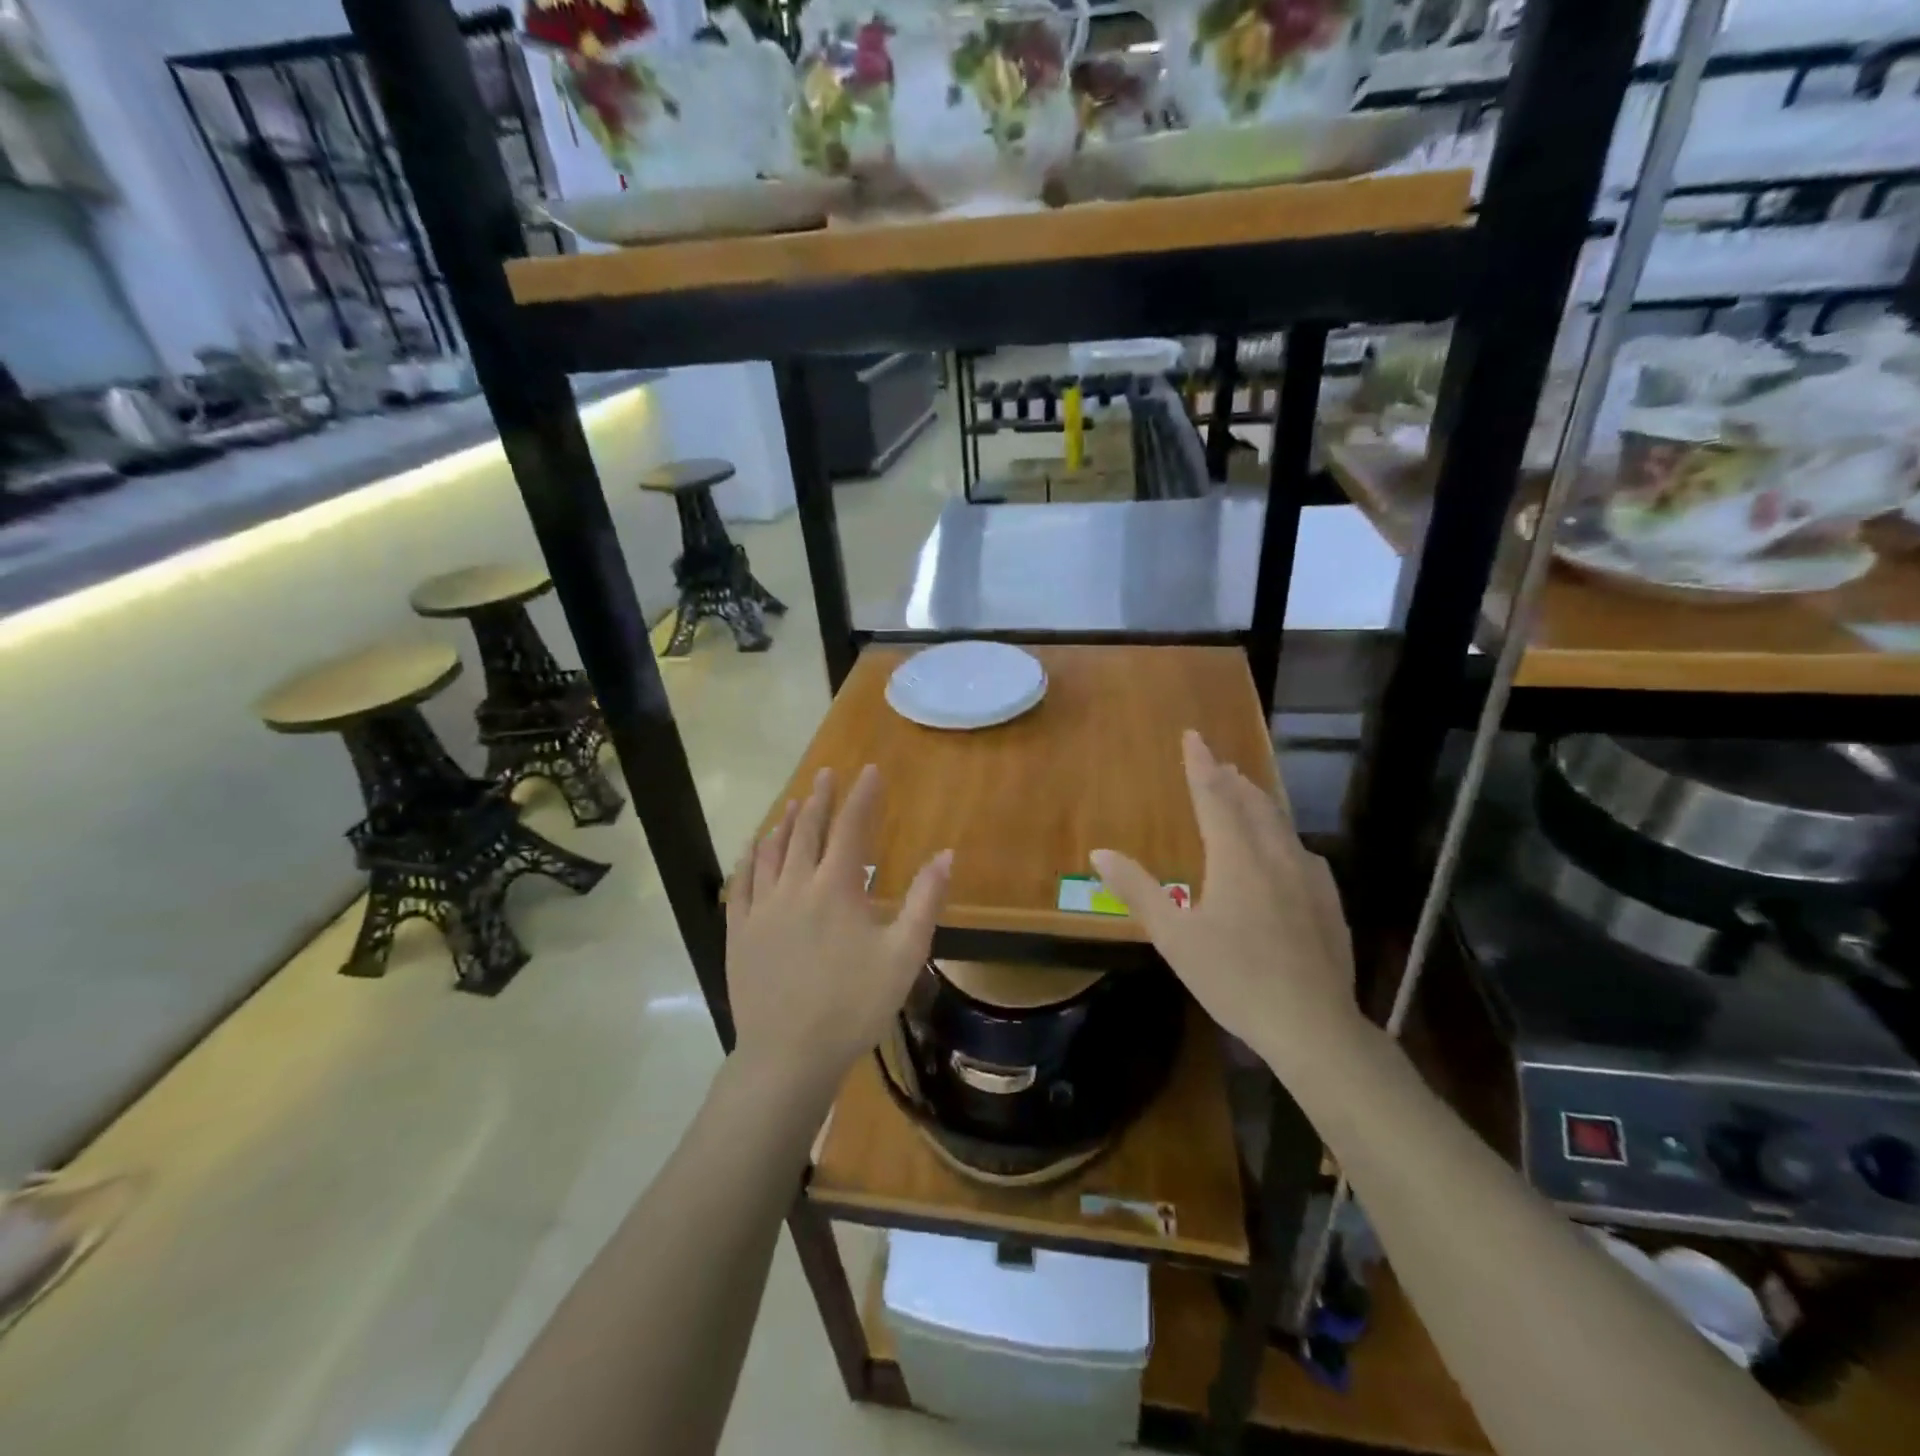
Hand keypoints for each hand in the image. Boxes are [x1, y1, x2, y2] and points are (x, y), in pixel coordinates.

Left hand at [725, 765, 951, 1094]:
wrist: (788, 1055)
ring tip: (794, 802)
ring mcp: (761, 908)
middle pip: (807, 830)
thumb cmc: (853, 1005)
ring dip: (786, 822)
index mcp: (836, 888)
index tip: (870, 770)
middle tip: (826, 774)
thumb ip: (925, 901)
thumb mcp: (904, 955)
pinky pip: (742, 882)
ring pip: (771, 851)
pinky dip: (750, 857)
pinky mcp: (739, 931)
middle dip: (820, 799)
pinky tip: (754, 847)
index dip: (862, 796)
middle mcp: (795, 886)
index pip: (851, 828)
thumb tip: (946, 854)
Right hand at [1090, 731, 1360, 1076]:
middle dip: (1232, 778)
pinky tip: (1283, 850)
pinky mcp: (1328, 899)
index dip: (1200, 764)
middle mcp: (1275, 854)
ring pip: (1281, 823)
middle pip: (1253, 802)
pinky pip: (1300, 850)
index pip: (1214, 796)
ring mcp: (1308, 876)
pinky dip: (1281, 835)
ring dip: (1258, 801)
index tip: (1193, 736)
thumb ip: (1137, 890)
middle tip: (1217, 762)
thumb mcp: (1174, 937)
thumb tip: (1099, 852)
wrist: (1313, 1025)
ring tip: (1245, 792)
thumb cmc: (1234, 978)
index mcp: (1236, 857)